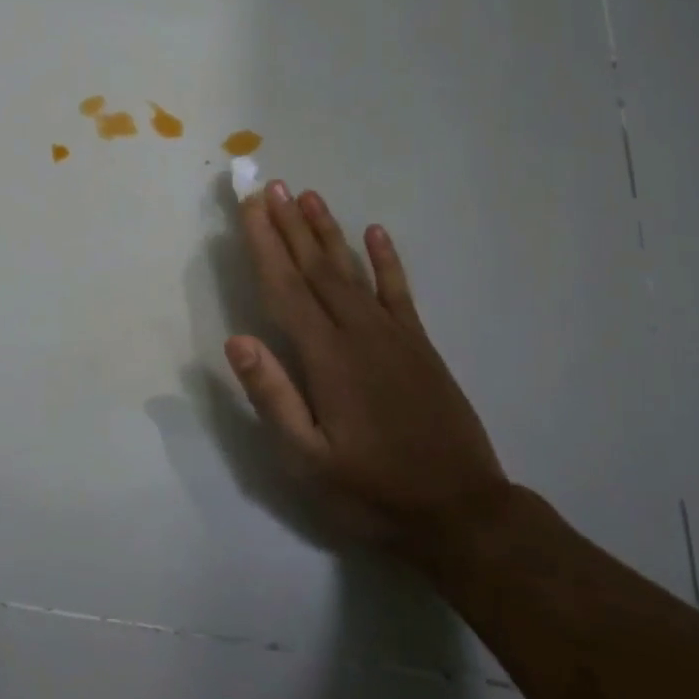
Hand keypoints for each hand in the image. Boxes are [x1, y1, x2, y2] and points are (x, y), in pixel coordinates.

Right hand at [227, 181, 508, 553]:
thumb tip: (236, 339)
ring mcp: (394, 336)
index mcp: (326, 357)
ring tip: (309, 196)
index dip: (264, 245)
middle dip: (290, 225)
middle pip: (316, 269)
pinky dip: (387, 260)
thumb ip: (273, 396)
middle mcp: (359, 333)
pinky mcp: (420, 346)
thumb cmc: (372, 490)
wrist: (462, 512)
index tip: (250, 207)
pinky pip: (400, 292)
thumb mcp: (308, 459)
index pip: (285, 288)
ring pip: (353, 271)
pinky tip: (375, 232)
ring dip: (328, 232)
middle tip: (272, 186)